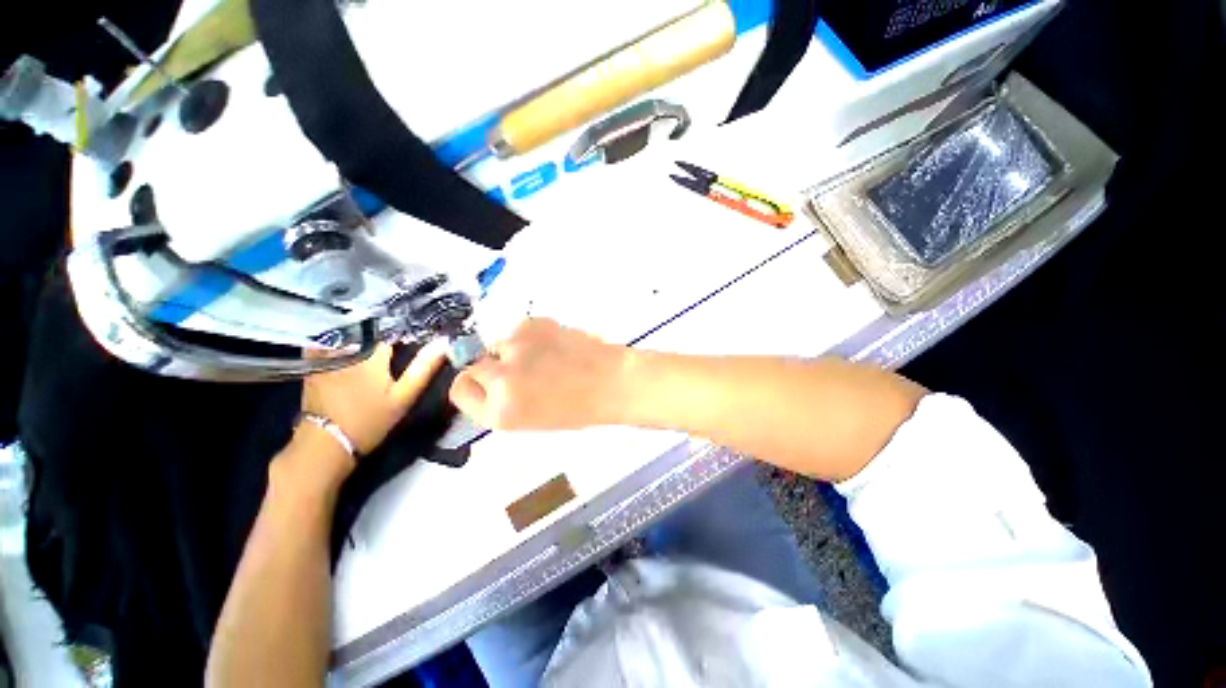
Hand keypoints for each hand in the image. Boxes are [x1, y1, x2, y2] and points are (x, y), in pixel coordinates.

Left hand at [302, 341, 446, 454]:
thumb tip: (443, 343)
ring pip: (348, 331)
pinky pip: (326, 339)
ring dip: (360, 332)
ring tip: (371, 343)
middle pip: (369, 328)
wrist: (325, 442)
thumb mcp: (403, 397)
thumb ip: (423, 369)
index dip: (402, 335)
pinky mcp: (311, 361)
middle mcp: (347, 347)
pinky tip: (347, 349)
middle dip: (381, 332)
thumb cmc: (370, 420)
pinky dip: (337, 339)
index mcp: (372, 354)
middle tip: (392, 345)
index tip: (409, 343)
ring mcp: (326, 353)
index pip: (392, 332)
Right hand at [449, 319, 630, 430]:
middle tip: (521, 372)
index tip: (487, 384)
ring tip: (545, 359)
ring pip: (499, 344)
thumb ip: (500, 403)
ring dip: (513, 351)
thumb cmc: (578, 407)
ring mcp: (515, 346)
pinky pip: (519, 331)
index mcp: (499, 412)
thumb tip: (484, 381)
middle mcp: (500, 377)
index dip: (475, 386)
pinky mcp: (530, 323)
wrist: (611, 380)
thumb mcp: (531, 419)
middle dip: (492, 368)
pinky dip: (530, 337)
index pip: (459, 390)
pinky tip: (554, 346)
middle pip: (473, 364)